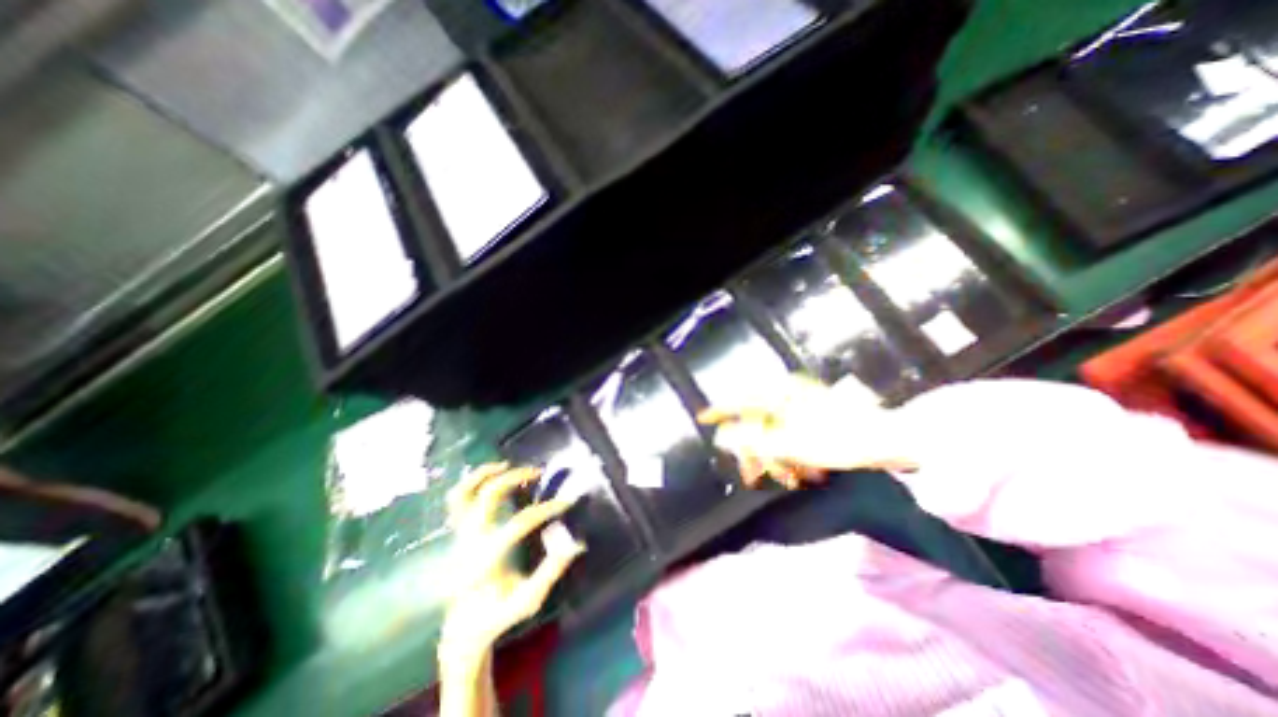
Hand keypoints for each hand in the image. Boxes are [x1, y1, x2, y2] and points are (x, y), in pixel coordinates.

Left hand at [437, 463, 582, 662]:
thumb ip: (550, 573)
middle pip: (489, 496)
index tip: (566, 503)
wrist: (463, 629)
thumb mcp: (528, 601)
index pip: (519, 524)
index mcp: (486, 562)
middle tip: (538, 472)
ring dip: (486, 473)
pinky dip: (471, 481)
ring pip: (464, 493)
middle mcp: (469, 543)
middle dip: (515, 478)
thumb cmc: (499, 614)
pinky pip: (456, 499)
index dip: (545, 509)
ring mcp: (460, 536)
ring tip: (508, 464)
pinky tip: (492, 473)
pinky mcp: (458, 532)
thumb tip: (575, 544)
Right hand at [697, 374, 918, 487]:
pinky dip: (791, 455)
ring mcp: (802, 407)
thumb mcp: (791, 445)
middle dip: (755, 452)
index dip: (718, 411)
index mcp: (780, 394)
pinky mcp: (813, 418)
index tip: (701, 419)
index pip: (739, 400)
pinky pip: (790, 436)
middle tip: (752, 476)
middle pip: (756, 422)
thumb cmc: (840, 440)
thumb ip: (752, 442)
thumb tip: (721, 438)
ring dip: (776, 458)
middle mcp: (787, 396)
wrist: (890, 441)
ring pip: (774, 433)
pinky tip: (802, 473)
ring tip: (788, 480)